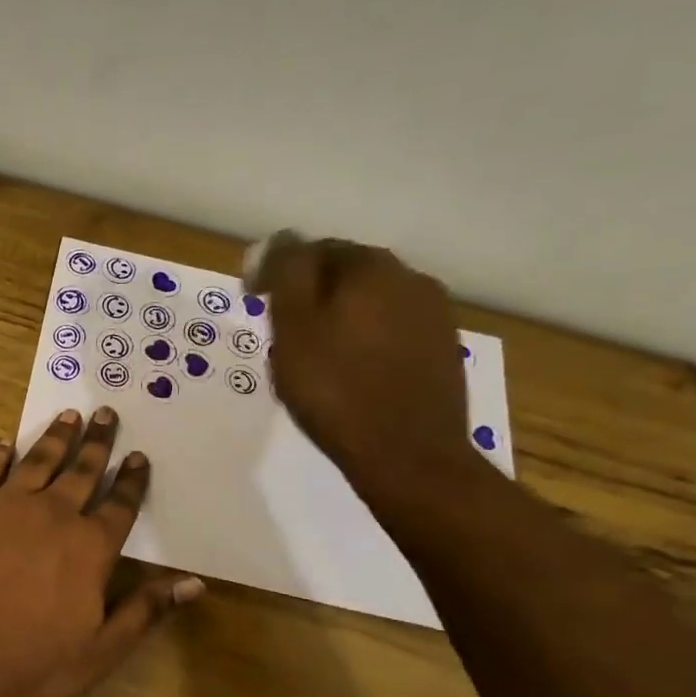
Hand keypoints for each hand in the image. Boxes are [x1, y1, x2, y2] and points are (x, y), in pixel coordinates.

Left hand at [0, 407, 202, 696]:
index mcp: (90, 547)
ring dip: (56, 437)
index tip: (139, 456)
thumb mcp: (101, 650)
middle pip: (82, 471)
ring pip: (38, 460)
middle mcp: (53, 514)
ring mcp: (5, 505)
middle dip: (97, 442)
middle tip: (105, 413)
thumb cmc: (31, 664)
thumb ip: (146, 610)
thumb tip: (194, 583)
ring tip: (68, 415)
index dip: (131, 480)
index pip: (120, 505)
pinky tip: (5, 442)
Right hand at [248, 233, 478, 506]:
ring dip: (340, 319)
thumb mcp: (293, 329)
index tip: (253, 302)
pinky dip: (365, 343)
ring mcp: (434, 316)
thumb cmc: (336, 391)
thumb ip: (286, 275)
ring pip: (371, 304)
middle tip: (281, 332)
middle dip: (311, 295)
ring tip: (314, 357)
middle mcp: (410, 279)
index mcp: (370, 267)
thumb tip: (282, 240)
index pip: (312, 250)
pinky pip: (391, 332)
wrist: (408, 456)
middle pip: (346, 275)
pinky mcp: (442, 351)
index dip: (277, 272)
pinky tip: (351, 374)